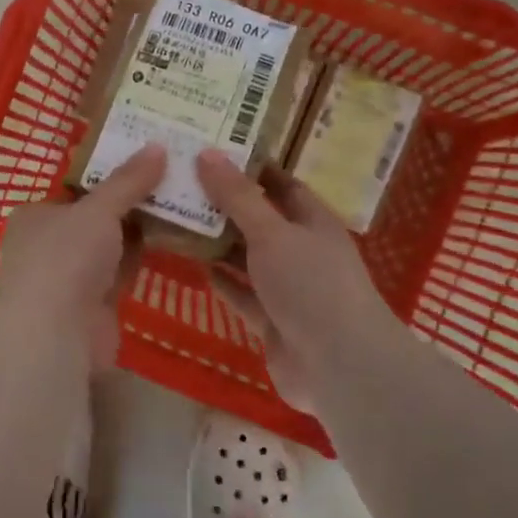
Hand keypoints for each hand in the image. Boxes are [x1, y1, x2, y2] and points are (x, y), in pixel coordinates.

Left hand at [0, 145, 165, 372]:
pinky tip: (175, 237)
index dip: (110, 173)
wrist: (55, 333)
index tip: (146, 158)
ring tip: (183, 199)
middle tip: (173, 175)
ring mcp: (72, 277)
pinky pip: (123, 271)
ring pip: (112, 245)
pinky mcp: (95, 304)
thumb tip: (158, 146)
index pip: (77, 188)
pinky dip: (144, 256)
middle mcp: (50, 244)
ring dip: (141, 228)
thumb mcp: (97, 208)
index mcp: (37, 215)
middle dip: (131, 200)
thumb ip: (128, 181)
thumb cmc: (64, 257)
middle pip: (97, 216)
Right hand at [195, 149, 400, 405]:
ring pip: (248, 259)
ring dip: (219, 243)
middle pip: (261, 221)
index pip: (281, 185)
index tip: (213, 152)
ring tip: (179, 219)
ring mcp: (288, 289)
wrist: (338, 365)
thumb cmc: (310, 284)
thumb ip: (238, 197)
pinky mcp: (273, 322)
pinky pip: (243, 295)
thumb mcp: (272, 232)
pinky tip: (196, 266)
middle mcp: (302, 251)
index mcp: (313, 222)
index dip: (251, 168)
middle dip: (226, 205)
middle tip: (183, 184)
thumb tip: (207, 153)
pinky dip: (223, 282)